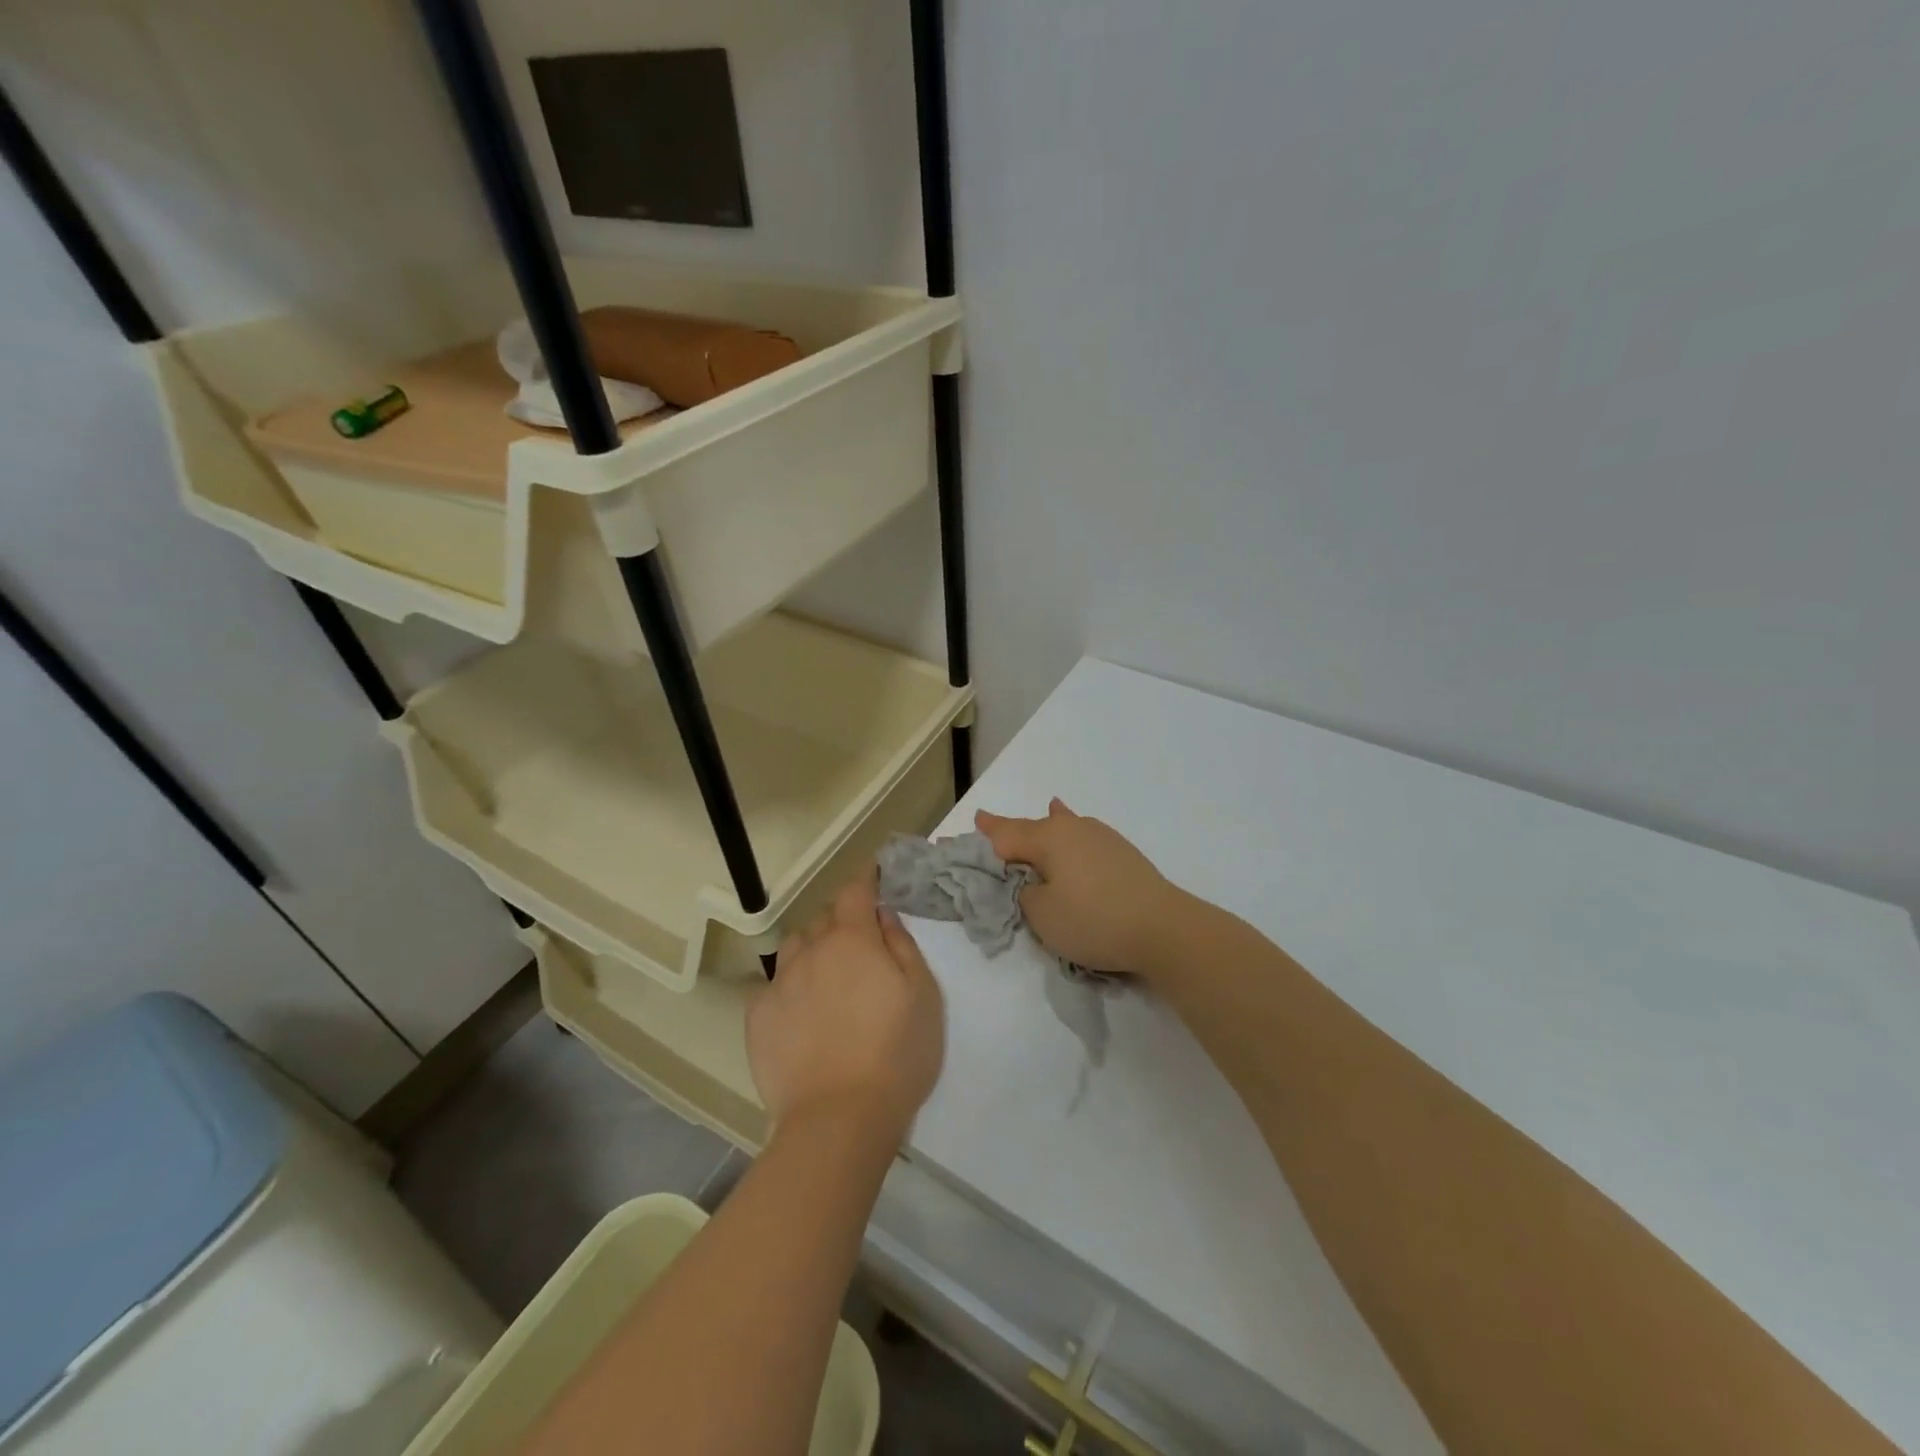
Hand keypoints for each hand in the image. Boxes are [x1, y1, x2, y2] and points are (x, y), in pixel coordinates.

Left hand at [748, 870, 944, 1139]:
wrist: (838, 1120)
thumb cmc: (896, 1054)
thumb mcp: (923, 995)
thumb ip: (902, 945)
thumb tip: (883, 915)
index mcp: (853, 940)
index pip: (855, 890)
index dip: (865, 878)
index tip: (874, 874)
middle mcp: (811, 951)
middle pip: (823, 918)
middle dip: (842, 920)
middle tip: (861, 945)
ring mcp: (779, 983)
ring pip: (795, 948)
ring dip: (813, 950)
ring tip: (829, 979)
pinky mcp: (758, 1018)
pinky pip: (774, 986)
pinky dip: (790, 987)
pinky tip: (803, 1015)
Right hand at [975, 799, 1186, 980]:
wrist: (1163, 928)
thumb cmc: (1093, 920)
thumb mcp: (1042, 915)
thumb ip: (1025, 893)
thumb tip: (1031, 881)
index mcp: (1048, 839)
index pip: (1006, 835)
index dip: (986, 833)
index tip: (972, 822)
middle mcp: (1072, 829)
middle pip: (1032, 827)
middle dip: (1010, 828)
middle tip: (988, 822)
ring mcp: (1101, 838)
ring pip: (1061, 827)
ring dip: (1044, 826)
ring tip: (1042, 810)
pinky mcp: (1122, 853)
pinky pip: (1083, 835)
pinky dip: (1071, 831)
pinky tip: (1075, 822)